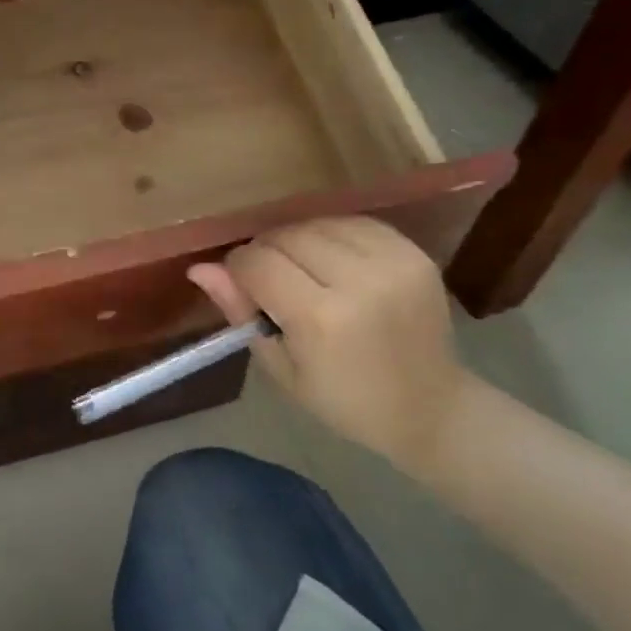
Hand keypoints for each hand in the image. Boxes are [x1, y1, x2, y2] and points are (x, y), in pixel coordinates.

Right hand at [188, 217, 468, 477]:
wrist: (431, 407)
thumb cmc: (344, 401)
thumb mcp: (280, 368)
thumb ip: (240, 313)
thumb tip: (199, 268)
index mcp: (321, 319)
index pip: (257, 263)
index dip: (238, 269)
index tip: (241, 287)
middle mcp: (359, 281)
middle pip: (286, 236)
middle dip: (266, 252)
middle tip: (270, 281)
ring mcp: (393, 262)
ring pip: (317, 223)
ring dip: (298, 241)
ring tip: (302, 271)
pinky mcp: (414, 253)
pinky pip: (353, 223)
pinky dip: (332, 235)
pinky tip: (332, 261)